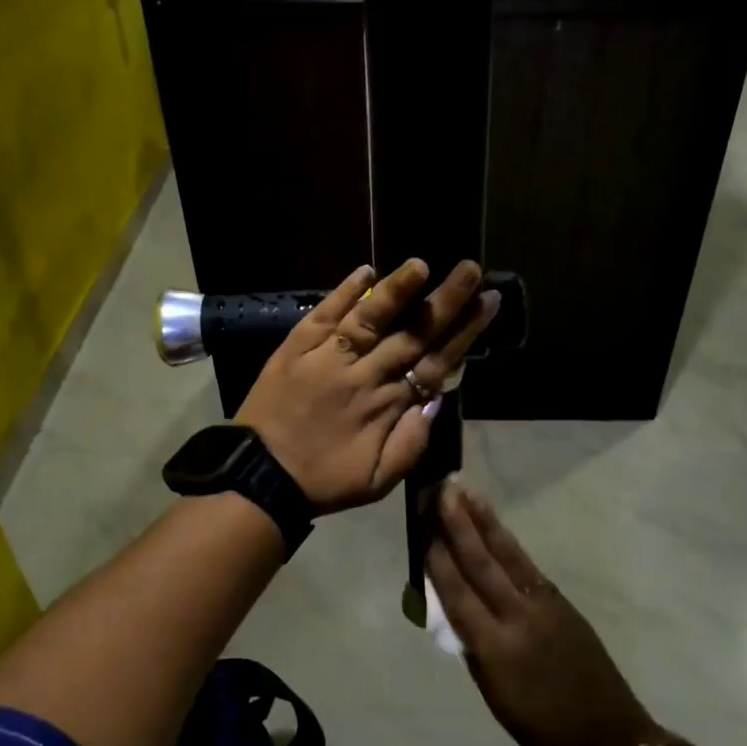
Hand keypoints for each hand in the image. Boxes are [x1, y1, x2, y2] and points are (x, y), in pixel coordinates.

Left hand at [237, 259, 499, 514]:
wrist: (259, 478)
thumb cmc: (324, 481)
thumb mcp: (379, 480)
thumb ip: (413, 442)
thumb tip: (437, 399)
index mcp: (388, 406)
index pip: (435, 361)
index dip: (465, 331)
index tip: (487, 302)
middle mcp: (364, 374)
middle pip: (412, 333)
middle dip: (445, 301)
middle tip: (471, 268)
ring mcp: (328, 357)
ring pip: (370, 318)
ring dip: (397, 290)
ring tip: (422, 263)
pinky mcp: (296, 348)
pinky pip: (324, 315)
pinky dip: (343, 292)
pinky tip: (365, 272)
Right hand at [428, 479, 661, 745]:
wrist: (611, 737)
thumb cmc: (543, 730)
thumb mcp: (495, 698)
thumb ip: (473, 648)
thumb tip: (454, 609)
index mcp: (496, 650)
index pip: (458, 594)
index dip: (438, 559)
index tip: (422, 526)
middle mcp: (519, 618)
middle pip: (482, 563)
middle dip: (458, 524)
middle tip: (441, 490)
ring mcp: (545, 605)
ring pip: (508, 555)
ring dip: (484, 521)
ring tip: (466, 492)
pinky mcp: (562, 601)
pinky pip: (527, 566)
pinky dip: (508, 543)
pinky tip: (494, 527)